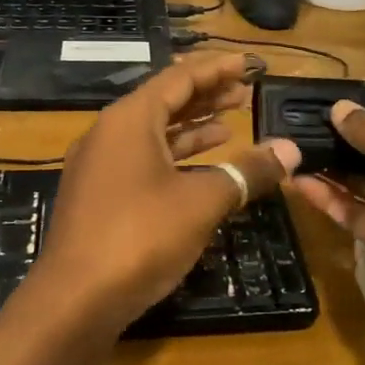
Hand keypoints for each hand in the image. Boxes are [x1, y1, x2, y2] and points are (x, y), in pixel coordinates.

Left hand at [23, 52, 301, 348]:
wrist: (75, 300)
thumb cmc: (140, 237)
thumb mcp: (202, 201)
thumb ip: (246, 171)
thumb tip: (290, 150)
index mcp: (130, 120)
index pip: (179, 78)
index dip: (217, 69)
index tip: (248, 64)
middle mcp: (109, 134)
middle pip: (164, 102)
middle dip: (206, 96)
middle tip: (245, 93)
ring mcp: (99, 167)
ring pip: (153, 134)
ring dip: (192, 128)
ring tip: (230, 124)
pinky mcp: (98, 197)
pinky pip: (142, 161)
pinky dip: (174, 158)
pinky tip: (201, 169)